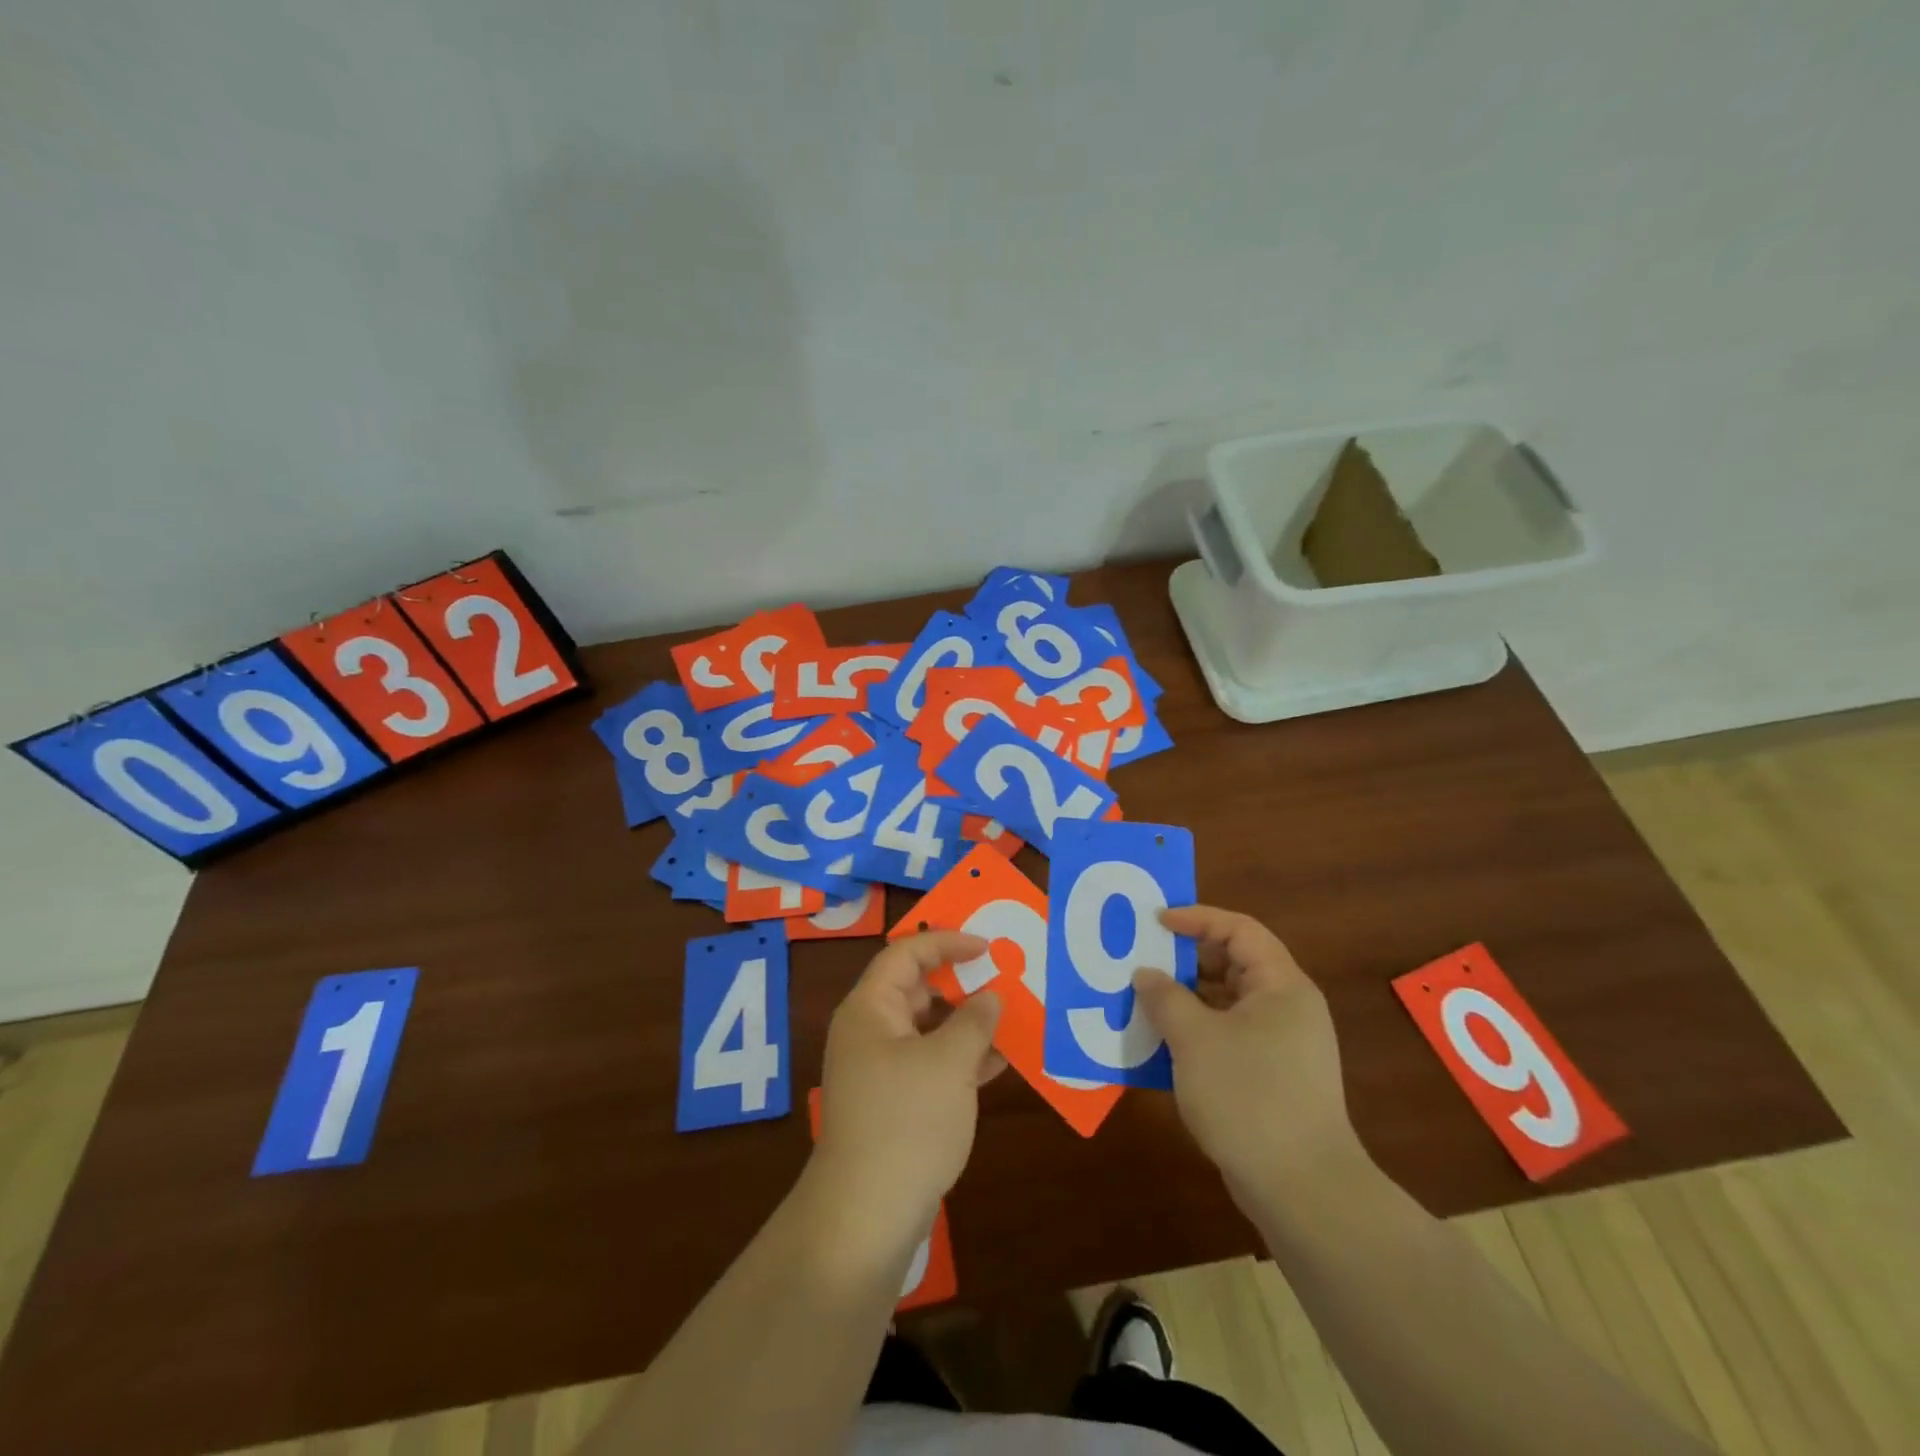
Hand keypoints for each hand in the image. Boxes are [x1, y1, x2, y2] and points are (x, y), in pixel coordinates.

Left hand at [810, 932, 1005, 1256]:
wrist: (866, 1216)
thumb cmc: (906, 1122)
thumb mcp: (949, 1063)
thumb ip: (974, 1022)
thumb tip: (990, 997)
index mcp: (871, 1009)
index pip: (906, 954)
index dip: (946, 942)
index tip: (987, 945)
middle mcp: (870, 1030)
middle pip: (917, 989)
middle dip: (961, 981)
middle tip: (1004, 975)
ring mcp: (881, 1068)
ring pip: (928, 1028)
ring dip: (967, 1022)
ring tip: (1012, 1015)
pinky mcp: (894, 1101)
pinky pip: (932, 1062)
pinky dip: (962, 1057)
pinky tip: (1000, 1061)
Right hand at [1134, 906, 1362, 1209]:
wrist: (1303, 1190)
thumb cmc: (1249, 1096)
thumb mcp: (1194, 1039)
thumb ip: (1165, 998)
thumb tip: (1146, 975)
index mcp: (1281, 986)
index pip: (1239, 930)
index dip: (1196, 918)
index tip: (1155, 922)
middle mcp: (1288, 1008)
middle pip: (1234, 964)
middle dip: (1186, 960)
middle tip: (1143, 961)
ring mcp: (1283, 1046)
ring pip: (1228, 1004)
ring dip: (1187, 1000)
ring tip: (1144, 1002)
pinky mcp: (1274, 1079)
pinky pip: (1229, 1036)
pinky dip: (1197, 1033)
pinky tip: (1163, 1047)